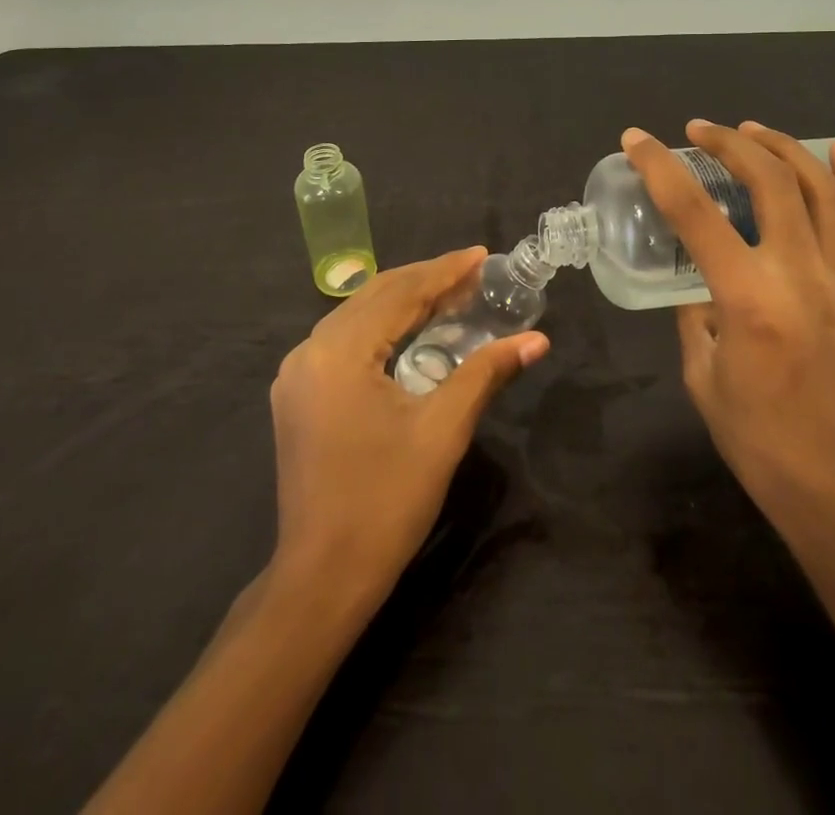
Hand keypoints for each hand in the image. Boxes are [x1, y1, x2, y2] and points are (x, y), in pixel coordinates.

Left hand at [268, 247, 549, 607]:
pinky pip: (344, 340)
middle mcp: (309, 351)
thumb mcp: (443, 430)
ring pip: (357, 315)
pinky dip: (381, 326)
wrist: (322, 578)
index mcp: (339, 352)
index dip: (446, 272)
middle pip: (375, 296)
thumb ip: (486, 373)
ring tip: (452, 293)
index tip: (483, 255)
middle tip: (474, 272)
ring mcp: (297, 374)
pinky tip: (411, 329)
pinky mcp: (298, 394)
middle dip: (426, 280)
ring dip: (404, 300)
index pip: (400, 294)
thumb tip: (537, 340)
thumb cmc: (386, 502)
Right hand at [622, 121, 834, 532]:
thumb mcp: (702, 375)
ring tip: (753, 130)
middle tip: (699, 130)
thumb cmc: (758, 440)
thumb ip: (694, 316)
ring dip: (785, 148)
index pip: (695, 213)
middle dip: (729, 143)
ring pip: (821, 189)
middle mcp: (800, 275)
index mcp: (748, 299)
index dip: (660, 168)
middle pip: (769, 181)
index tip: (637, 139)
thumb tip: (697, 282)